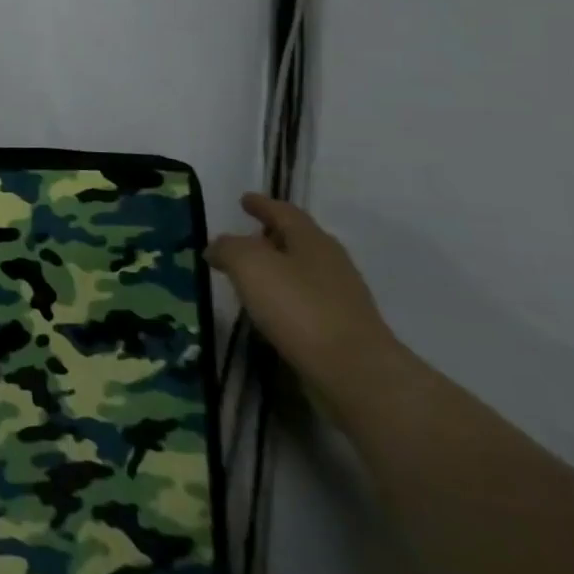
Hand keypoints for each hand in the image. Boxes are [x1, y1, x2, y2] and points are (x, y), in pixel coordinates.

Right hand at [208, 193, 405, 404]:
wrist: (355, 373)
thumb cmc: (299, 307)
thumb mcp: (249, 264)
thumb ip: (228, 248)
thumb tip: (217, 248)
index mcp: (312, 240)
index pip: (284, 212)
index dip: (262, 204)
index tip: (244, 199)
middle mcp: (330, 263)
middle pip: (297, 240)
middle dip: (270, 235)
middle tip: (243, 237)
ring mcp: (340, 298)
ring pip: (301, 270)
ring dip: (276, 267)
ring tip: (248, 274)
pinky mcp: (341, 329)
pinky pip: (305, 300)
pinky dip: (283, 296)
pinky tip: (267, 308)